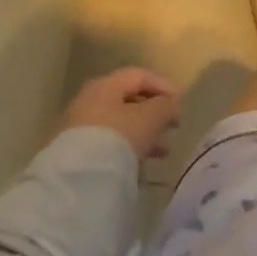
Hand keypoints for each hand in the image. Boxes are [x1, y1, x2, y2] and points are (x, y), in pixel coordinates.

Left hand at [57, 67, 183, 160]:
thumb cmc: (119, 137)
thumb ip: (166, 106)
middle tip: (172, 126)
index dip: (163, 86)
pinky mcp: (76, 153)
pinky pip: (108, 144)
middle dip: (154, 113)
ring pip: (119, 124)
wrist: (78, 179)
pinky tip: (140, 164)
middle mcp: (88, 101)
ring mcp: (79, 128)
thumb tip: (171, 105)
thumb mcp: (151, 117)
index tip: (180, 103)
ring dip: (144, 134)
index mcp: (105, 86)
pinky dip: (128, 148)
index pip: (139, 76)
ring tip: (162, 151)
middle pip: (128, 100)